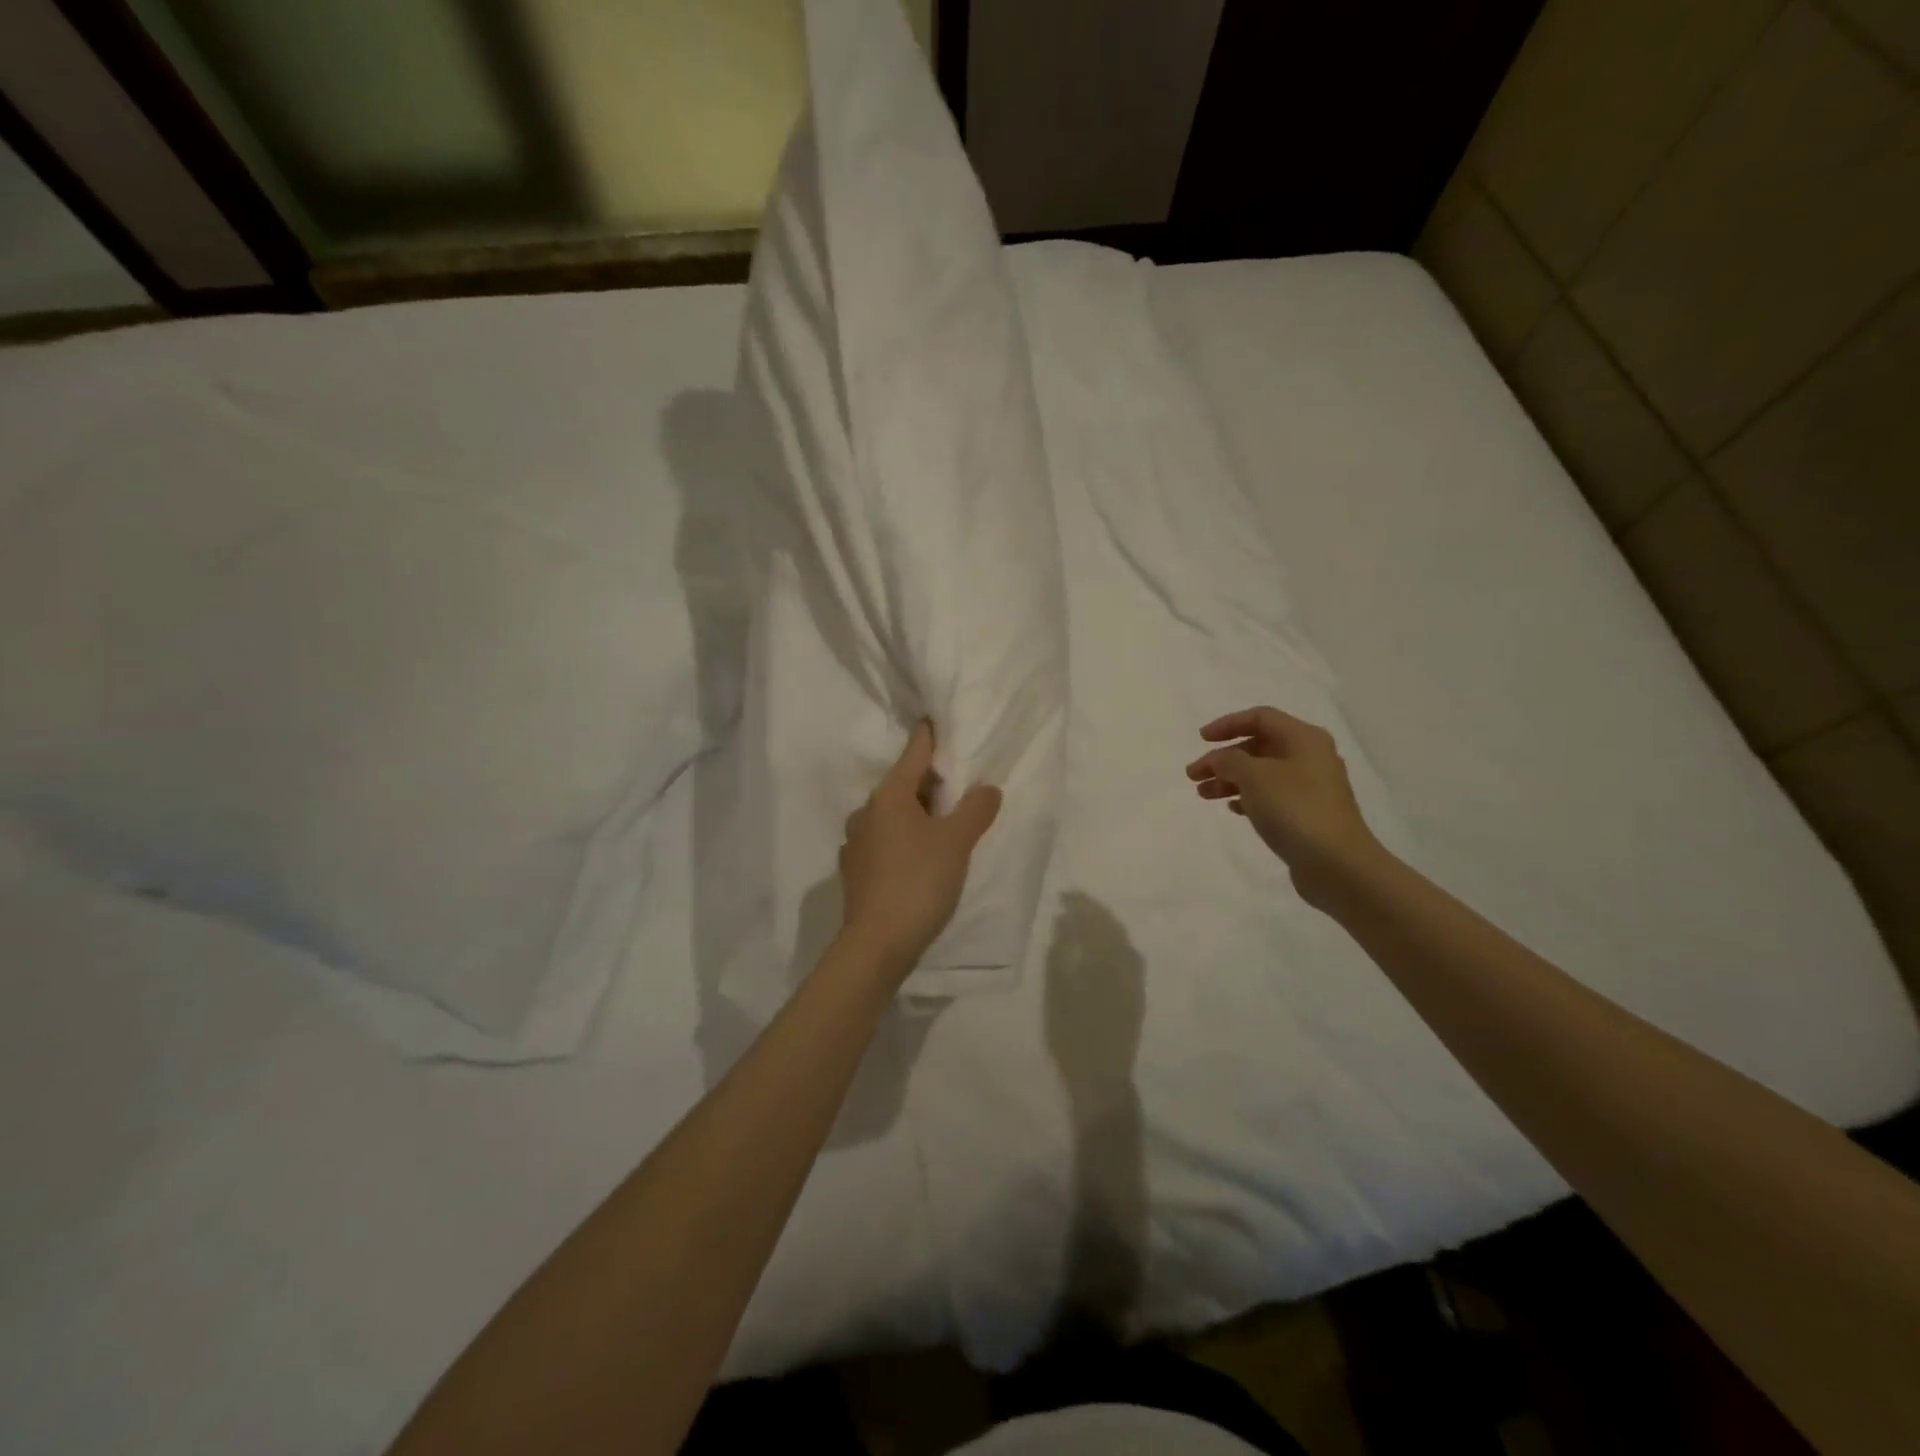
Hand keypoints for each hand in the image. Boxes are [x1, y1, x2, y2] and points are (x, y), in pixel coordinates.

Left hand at [838, 722, 1002, 975]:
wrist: (876, 945)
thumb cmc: (918, 882)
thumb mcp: (956, 843)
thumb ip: (975, 810)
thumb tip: (987, 788)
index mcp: (888, 796)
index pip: (914, 753)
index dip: (931, 736)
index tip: (940, 720)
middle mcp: (866, 812)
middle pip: (903, 784)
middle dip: (930, 781)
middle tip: (960, 781)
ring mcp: (856, 843)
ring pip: (893, 815)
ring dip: (917, 812)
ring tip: (945, 822)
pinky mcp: (855, 871)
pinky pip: (885, 840)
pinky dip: (904, 838)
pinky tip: (921, 856)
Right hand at [1186, 706, 1381, 905]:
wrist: (1337, 864)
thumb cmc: (1295, 809)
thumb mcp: (1254, 776)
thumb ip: (1229, 761)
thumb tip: (1219, 760)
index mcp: (1304, 738)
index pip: (1260, 717)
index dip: (1228, 724)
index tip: (1201, 740)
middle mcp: (1310, 757)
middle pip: (1259, 746)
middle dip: (1223, 758)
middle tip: (1194, 775)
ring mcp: (1311, 787)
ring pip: (1262, 773)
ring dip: (1230, 780)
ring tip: (1204, 795)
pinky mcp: (1307, 814)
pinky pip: (1271, 796)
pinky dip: (1248, 797)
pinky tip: (1232, 809)